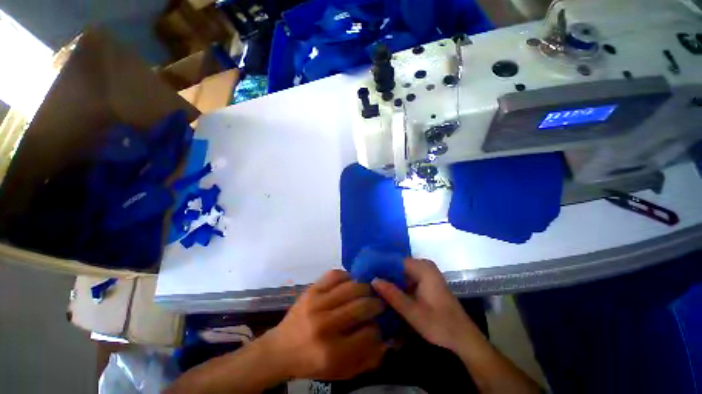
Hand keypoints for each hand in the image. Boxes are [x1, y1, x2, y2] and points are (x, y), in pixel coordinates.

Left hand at [264, 270, 386, 379]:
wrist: (280, 349)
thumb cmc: (311, 363)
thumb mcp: (340, 372)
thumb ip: (366, 360)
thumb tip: (387, 340)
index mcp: (332, 352)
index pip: (369, 334)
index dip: (379, 329)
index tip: (379, 326)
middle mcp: (325, 325)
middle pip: (362, 306)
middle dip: (377, 304)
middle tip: (380, 303)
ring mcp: (317, 303)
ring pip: (352, 287)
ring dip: (366, 288)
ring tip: (368, 291)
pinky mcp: (311, 289)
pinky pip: (335, 274)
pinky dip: (348, 276)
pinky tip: (350, 282)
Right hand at [372, 258, 480, 351]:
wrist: (463, 338)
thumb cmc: (441, 325)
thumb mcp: (413, 313)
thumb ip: (393, 295)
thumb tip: (373, 280)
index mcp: (423, 268)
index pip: (395, 260)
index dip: (380, 264)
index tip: (365, 271)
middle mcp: (424, 266)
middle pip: (397, 264)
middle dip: (383, 271)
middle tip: (365, 279)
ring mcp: (425, 273)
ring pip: (401, 271)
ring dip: (389, 278)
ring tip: (371, 284)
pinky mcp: (425, 281)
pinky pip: (406, 277)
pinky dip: (396, 283)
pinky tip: (385, 290)